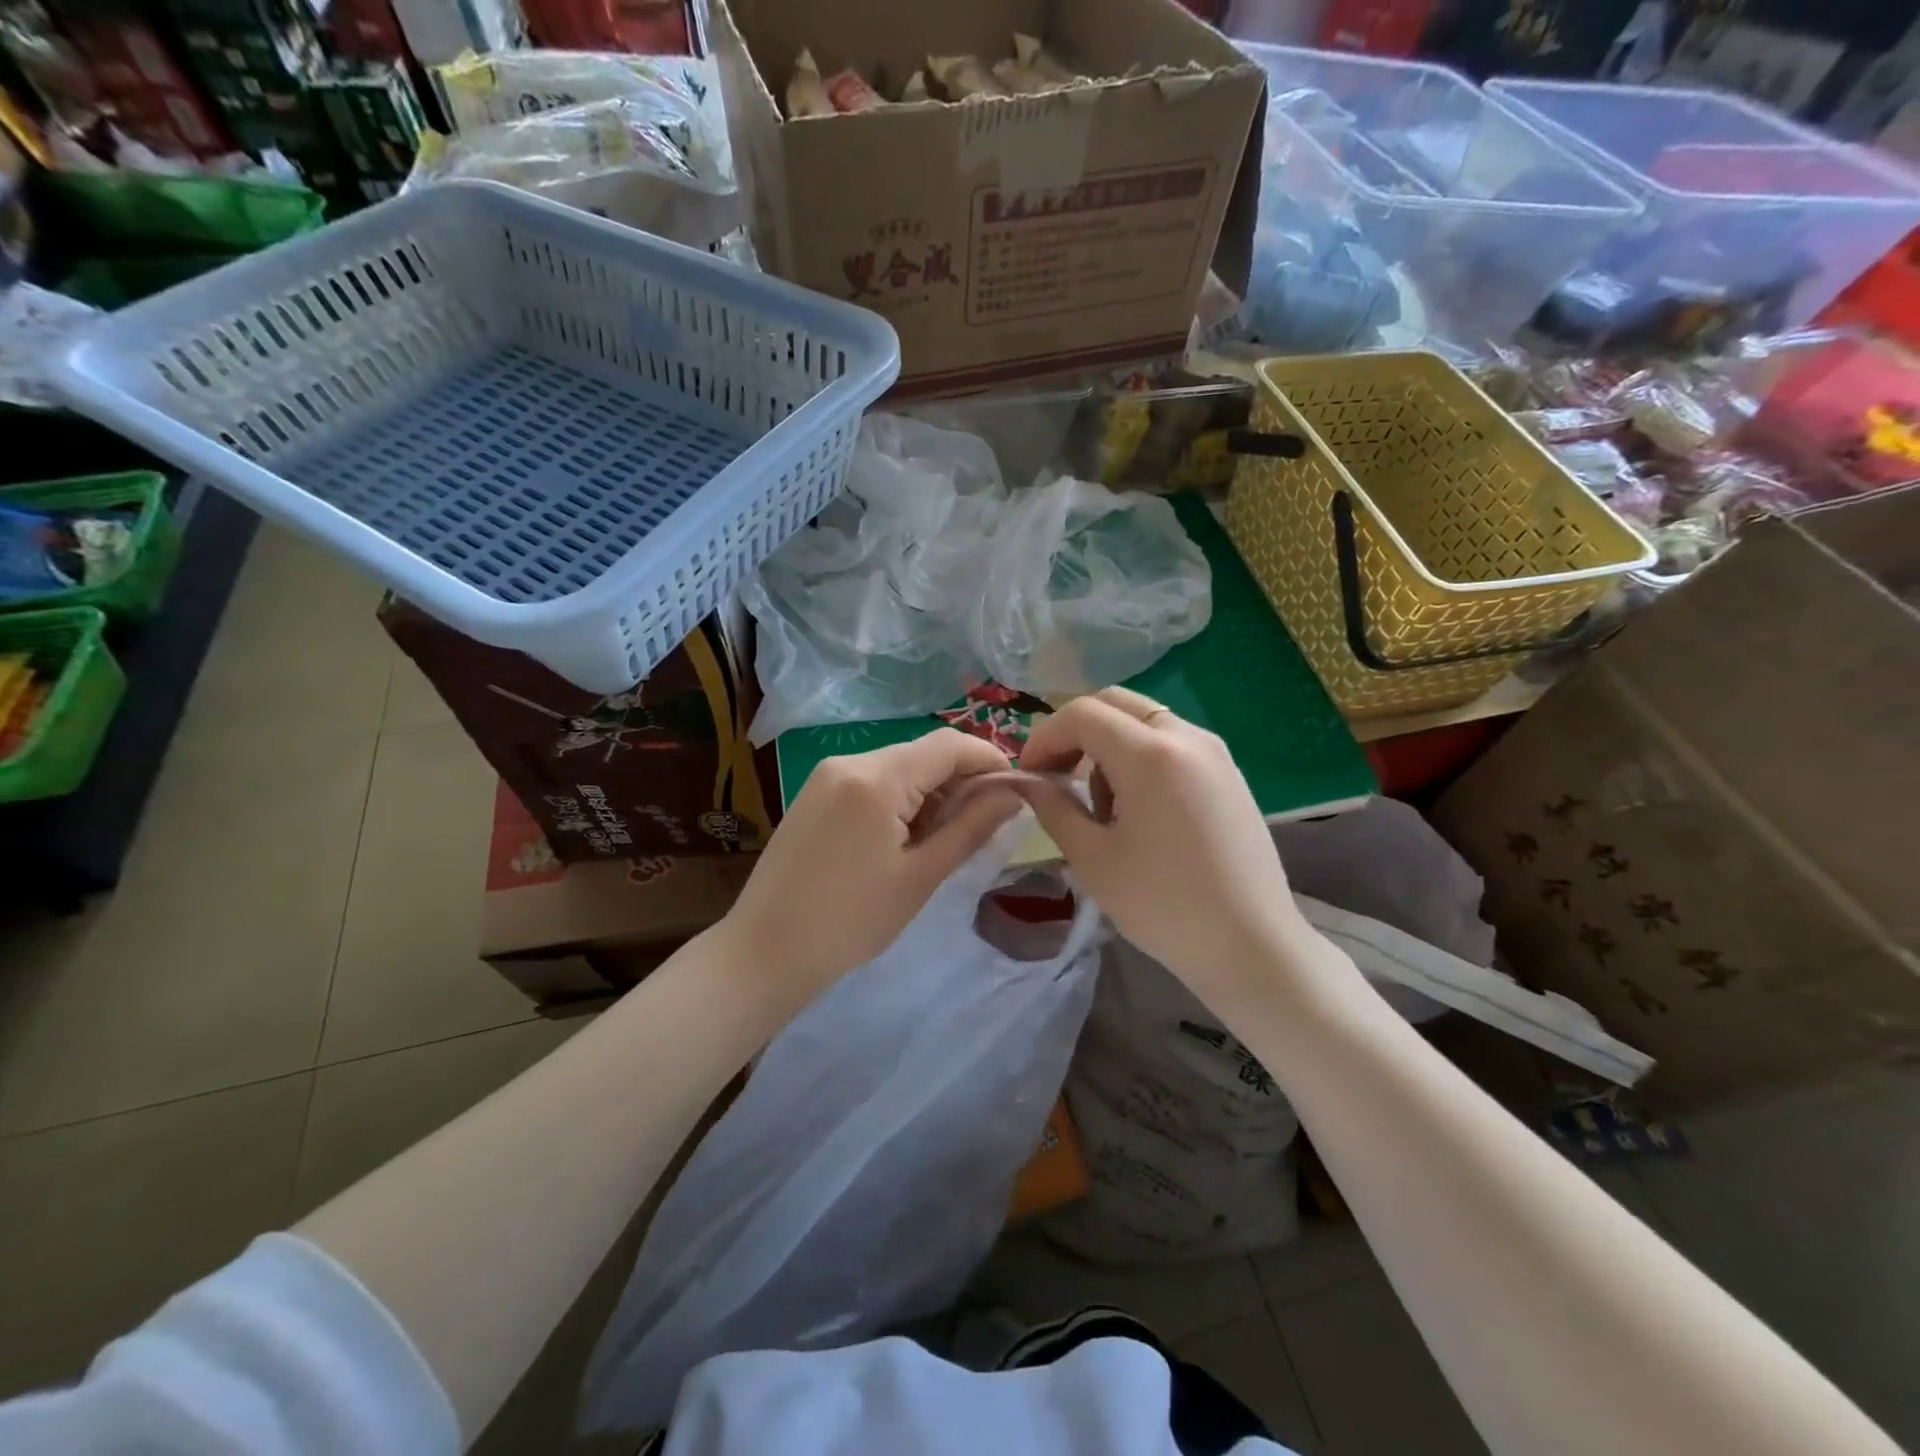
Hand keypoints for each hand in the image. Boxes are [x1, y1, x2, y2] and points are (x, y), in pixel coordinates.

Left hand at [722, 728, 1021, 1015]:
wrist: (763, 952)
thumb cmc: (850, 921)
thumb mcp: (920, 876)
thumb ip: (970, 828)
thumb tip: (1013, 794)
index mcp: (876, 778)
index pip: (948, 745)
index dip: (989, 760)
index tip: (1017, 790)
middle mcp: (849, 761)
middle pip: (922, 753)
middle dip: (960, 779)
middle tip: (985, 823)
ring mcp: (826, 775)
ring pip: (898, 766)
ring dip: (931, 790)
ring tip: (944, 838)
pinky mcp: (814, 794)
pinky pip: (871, 781)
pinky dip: (900, 798)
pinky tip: (905, 836)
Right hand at [1015, 687, 1314, 1011]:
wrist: (1251, 946)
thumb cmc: (1163, 905)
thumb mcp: (1092, 858)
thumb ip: (1052, 807)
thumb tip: (1024, 780)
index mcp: (1150, 754)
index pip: (1081, 714)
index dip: (1044, 738)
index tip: (1028, 775)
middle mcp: (1186, 737)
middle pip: (1114, 704)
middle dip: (1075, 733)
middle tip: (1057, 778)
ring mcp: (1214, 752)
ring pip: (1144, 720)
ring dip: (1109, 745)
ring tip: (1102, 806)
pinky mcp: (1229, 773)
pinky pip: (1171, 742)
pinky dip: (1141, 756)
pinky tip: (1139, 809)